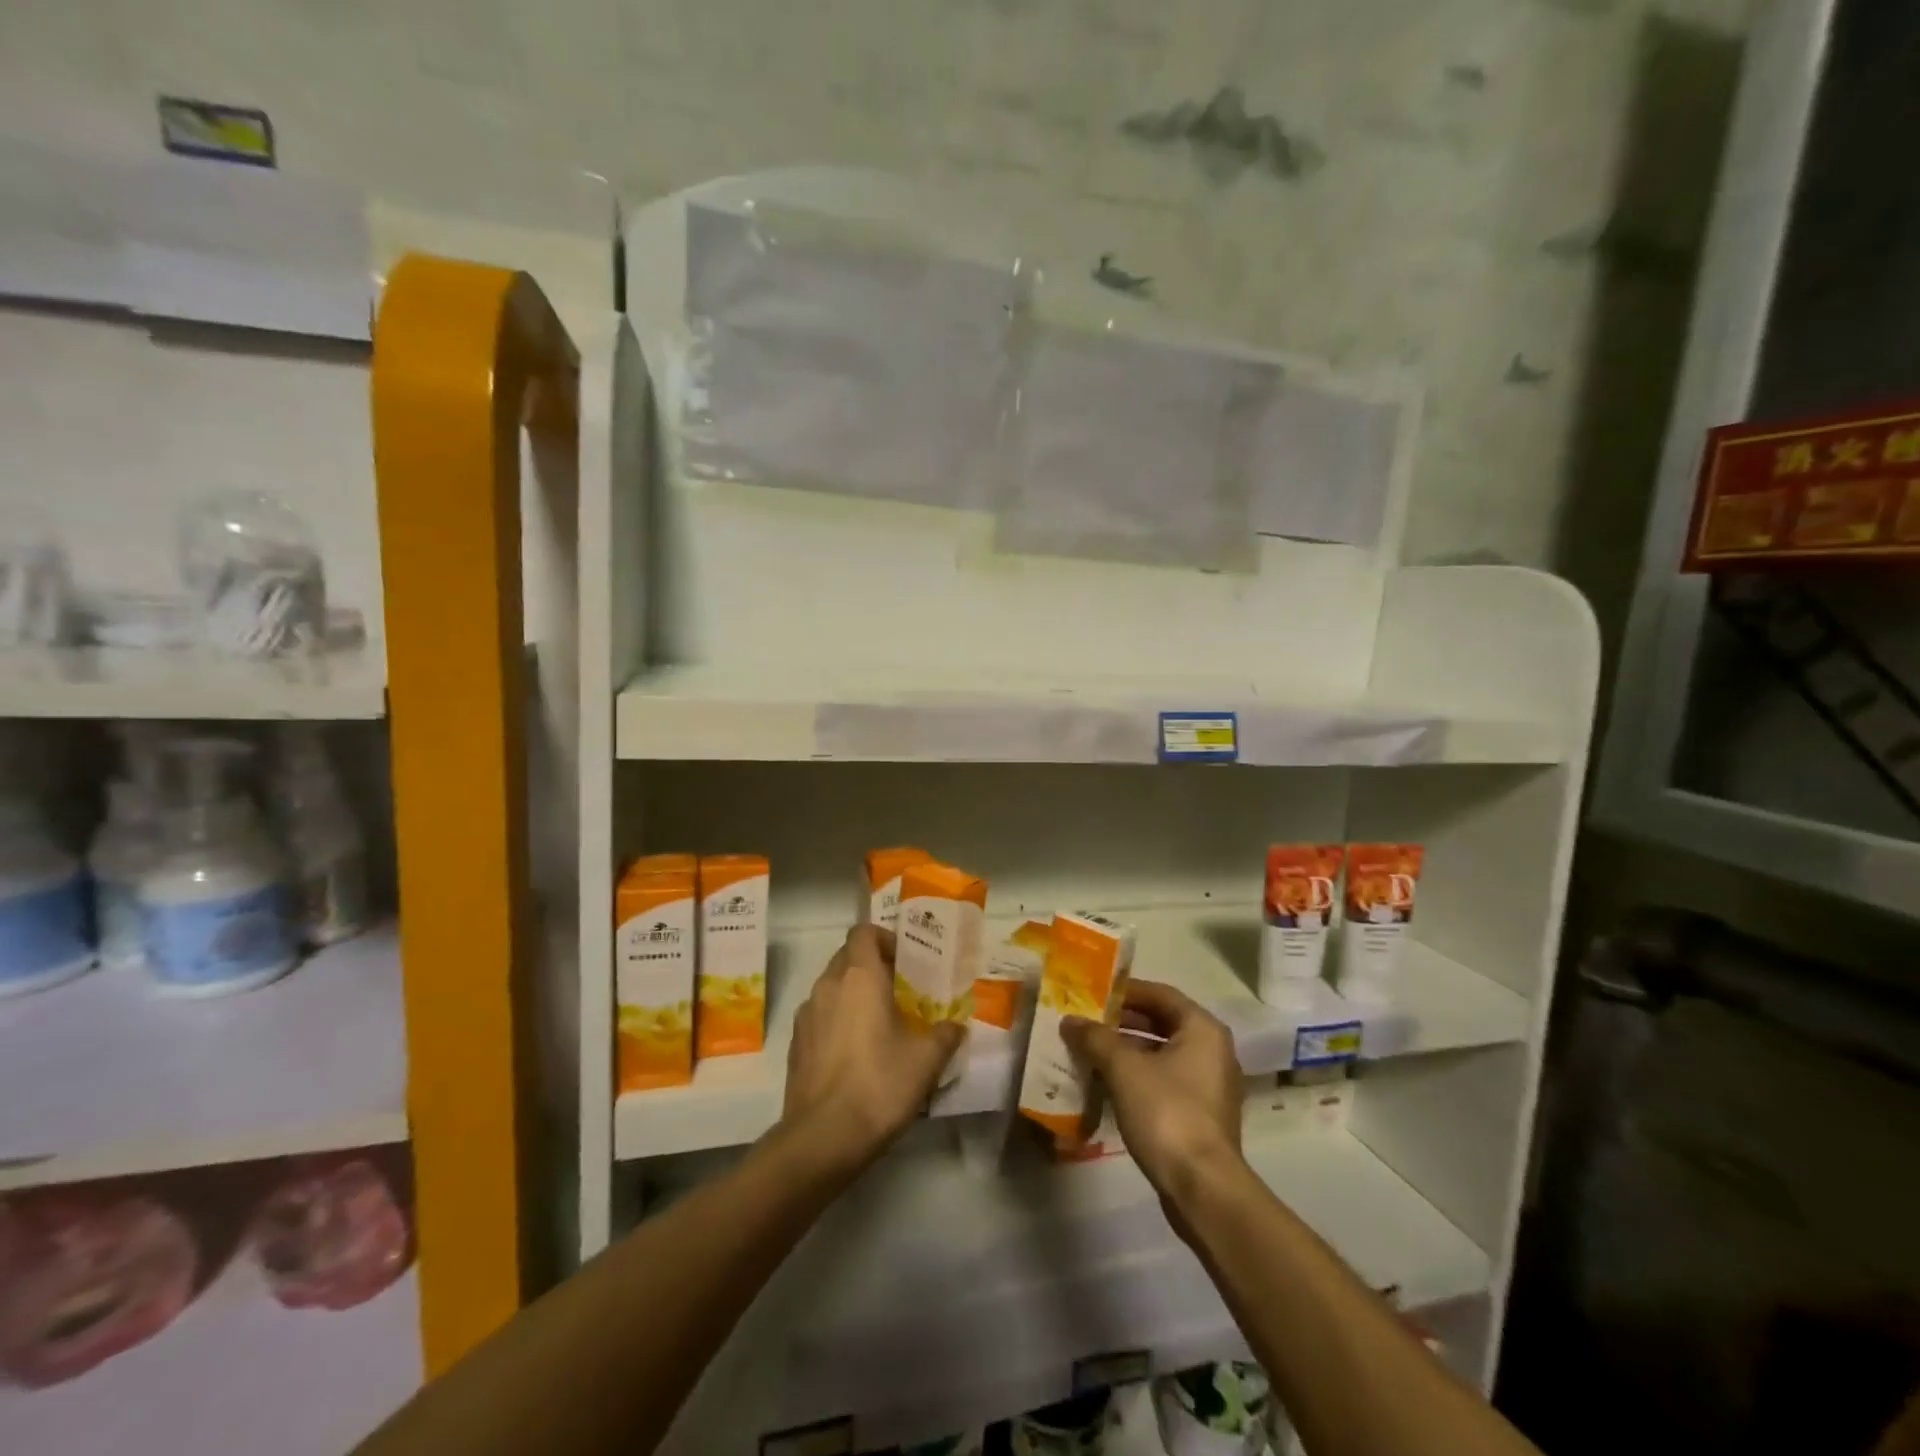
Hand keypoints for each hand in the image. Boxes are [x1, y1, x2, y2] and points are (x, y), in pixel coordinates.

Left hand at [781, 925, 965, 1175]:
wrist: (823, 1138)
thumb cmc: (879, 1084)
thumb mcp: (926, 1060)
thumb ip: (945, 1035)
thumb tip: (955, 1027)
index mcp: (859, 977)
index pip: (863, 932)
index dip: (884, 938)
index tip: (905, 962)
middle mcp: (827, 986)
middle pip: (847, 957)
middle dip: (872, 968)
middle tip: (899, 993)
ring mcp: (806, 1015)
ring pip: (832, 988)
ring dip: (853, 996)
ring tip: (879, 1025)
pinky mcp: (795, 1045)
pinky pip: (819, 1017)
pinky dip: (837, 1022)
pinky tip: (855, 1054)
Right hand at [1062, 980, 1244, 1202]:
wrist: (1202, 1188)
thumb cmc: (1166, 1112)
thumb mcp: (1123, 1068)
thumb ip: (1095, 1038)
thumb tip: (1070, 1021)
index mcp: (1202, 1029)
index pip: (1160, 994)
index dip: (1126, 991)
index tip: (1093, 993)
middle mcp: (1212, 1051)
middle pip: (1161, 1023)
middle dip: (1122, 1023)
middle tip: (1086, 1022)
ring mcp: (1208, 1085)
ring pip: (1161, 1054)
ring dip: (1126, 1051)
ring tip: (1088, 1052)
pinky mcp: (1200, 1115)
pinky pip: (1164, 1081)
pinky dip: (1137, 1077)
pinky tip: (1106, 1084)